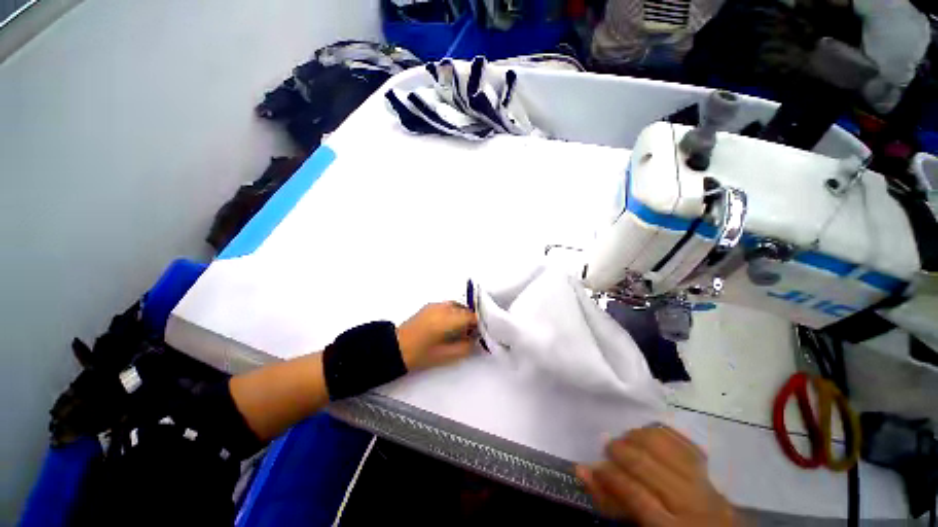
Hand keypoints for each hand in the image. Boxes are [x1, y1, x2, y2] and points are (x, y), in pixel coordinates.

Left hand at [397, 302, 477, 371]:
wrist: (396, 347)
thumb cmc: (421, 354)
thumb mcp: (447, 356)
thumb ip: (466, 347)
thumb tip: (475, 339)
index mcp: (448, 319)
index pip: (471, 316)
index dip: (478, 325)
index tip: (479, 334)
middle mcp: (443, 308)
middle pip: (465, 309)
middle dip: (470, 320)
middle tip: (469, 334)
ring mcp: (435, 305)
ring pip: (456, 306)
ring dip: (461, 316)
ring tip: (458, 331)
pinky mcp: (429, 306)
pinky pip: (447, 306)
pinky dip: (452, 313)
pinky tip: (446, 326)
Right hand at [577, 425, 734, 526]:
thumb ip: (610, 501)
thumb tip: (583, 470)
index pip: (634, 494)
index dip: (610, 476)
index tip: (594, 465)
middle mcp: (691, 503)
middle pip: (647, 464)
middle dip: (620, 450)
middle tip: (609, 449)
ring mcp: (704, 483)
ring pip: (664, 445)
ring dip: (638, 436)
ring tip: (627, 441)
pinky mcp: (710, 469)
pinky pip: (682, 440)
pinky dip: (661, 433)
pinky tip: (648, 435)